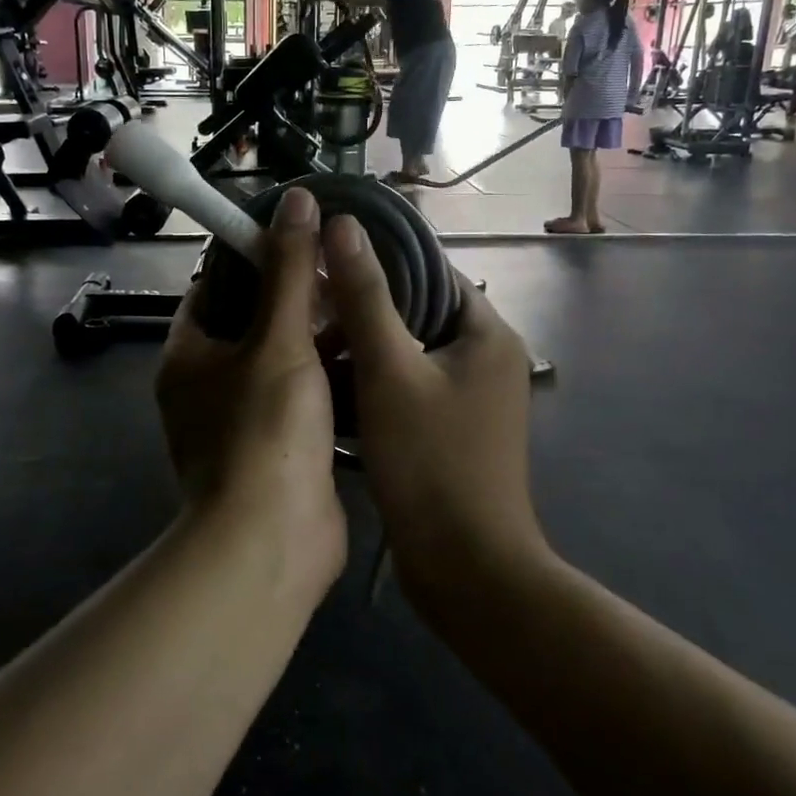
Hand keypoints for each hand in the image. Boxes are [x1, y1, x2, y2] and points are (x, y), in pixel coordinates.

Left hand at [156, 186, 346, 585]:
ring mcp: (243, 421)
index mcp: (190, 354)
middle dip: (298, 298)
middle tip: (346, 268)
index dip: (255, 257)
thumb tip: (297, 199)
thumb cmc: (265, 431)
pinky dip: (330, 378)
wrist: (273, 542)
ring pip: (283, 362)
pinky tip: (373, 356)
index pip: (215, 285)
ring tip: (367, 301)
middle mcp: (207, 385)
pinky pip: (303, 398)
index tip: (303, 237)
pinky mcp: (278, 450)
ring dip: (319, 338)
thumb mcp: (280, 339)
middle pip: (253, 323)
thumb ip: (290, 270)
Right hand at [320, 217, 546, 601]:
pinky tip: (331, 386)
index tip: (324, 256)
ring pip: (410, 351)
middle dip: (364, 307)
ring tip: (310, 341)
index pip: (430, 269)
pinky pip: (410, 387)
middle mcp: (487, 357)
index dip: (378, 257)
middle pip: (418, 310)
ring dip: (364, 346)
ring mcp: (472, 398)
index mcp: (487, 332)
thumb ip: (365, 297)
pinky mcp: (453, 429)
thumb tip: (342, 225)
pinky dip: (375, 382)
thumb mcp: (389, 371)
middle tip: (309, 303)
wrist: (466, 569)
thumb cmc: (430, 461)